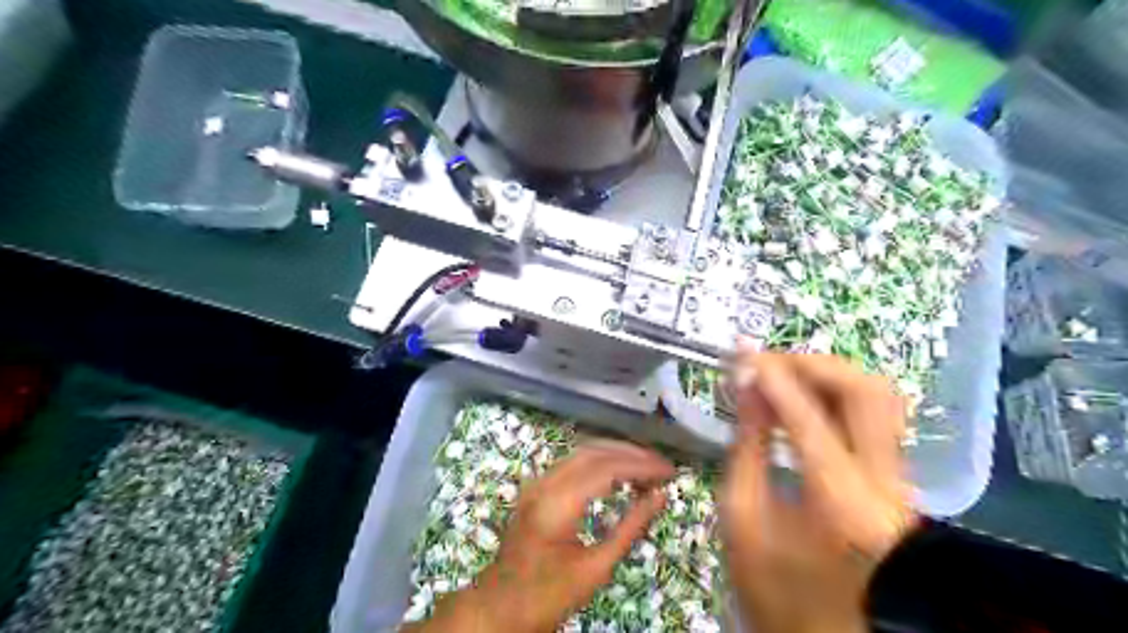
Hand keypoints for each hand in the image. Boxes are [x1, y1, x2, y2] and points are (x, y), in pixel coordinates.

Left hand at [407, 440, 666, 632]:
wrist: (499, 606)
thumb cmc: (547, 595)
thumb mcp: (596, 568)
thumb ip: (630, 527)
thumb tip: (660, 497)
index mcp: (558, 503)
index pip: (608, 468)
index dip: (642, 465)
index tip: (670, 471)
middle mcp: (545, 482)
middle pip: (595, 450)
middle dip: (632, 453)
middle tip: (662, 466)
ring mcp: (537, 481)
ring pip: (583, 450)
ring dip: (616, 452)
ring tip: (647, 465)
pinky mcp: (537, 486)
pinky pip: (572, 461)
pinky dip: (600, 460)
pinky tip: (618, 471)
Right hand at [721, 351, 914, 632]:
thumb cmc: (770, 585)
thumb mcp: (741, 513)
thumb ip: (746, 443)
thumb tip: (747, 385)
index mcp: (840, 505)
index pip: (809, 418)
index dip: (773, 377)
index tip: (742, 354)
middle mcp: (886, 488)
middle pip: (867, 393)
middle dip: (813, 364)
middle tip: (768, 363)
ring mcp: (901, 484)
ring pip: (880, 399)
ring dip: (828, 375)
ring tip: (781, 376)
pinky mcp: (897, 482)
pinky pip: (874, 418)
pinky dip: (835, 395)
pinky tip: (799, 398)